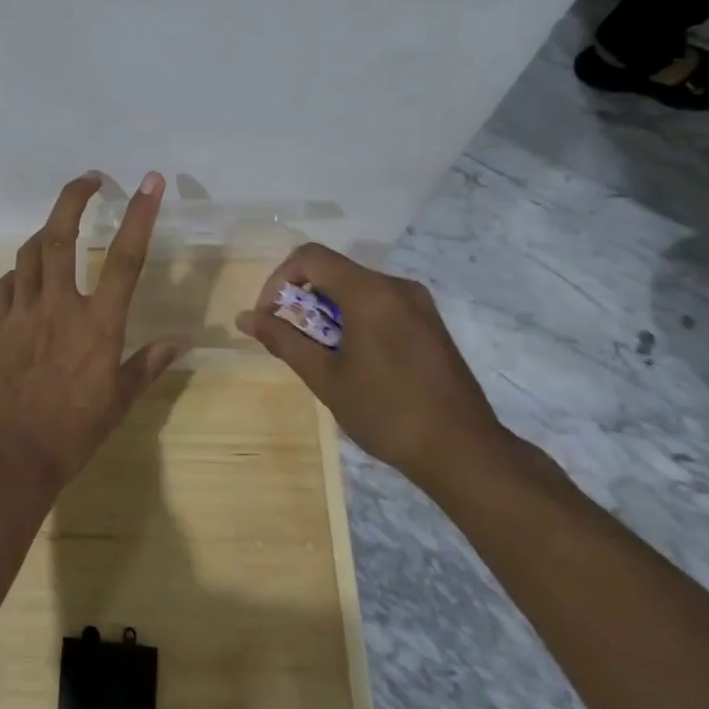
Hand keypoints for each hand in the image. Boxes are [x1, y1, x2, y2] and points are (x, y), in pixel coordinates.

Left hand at [0, 171, 189, 492]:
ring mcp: (22, 313)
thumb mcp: (120, 400)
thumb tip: (182, 341)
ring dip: (45, 230)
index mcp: (98, 323)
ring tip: (59, 224)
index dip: (140, 215)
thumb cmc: (75, 432)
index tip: (149, 182)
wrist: (13, 458)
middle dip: (74, 198)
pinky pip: (5, 285)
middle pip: (60, 237)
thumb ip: (149, 363)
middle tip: (90, 179)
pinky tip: (25, 275)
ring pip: (29, 253)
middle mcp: (59, 306)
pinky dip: (18, 272)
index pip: (125, 258)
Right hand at [236, 244, 511, 491]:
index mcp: (370, 292)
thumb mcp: (325, 377)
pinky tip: (353, 358)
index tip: (270, 317)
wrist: (463, 451)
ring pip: (356, 287)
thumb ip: (283, 340)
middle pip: (334, 270)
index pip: (310, 257)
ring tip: (321, 353)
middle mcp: (396, 286)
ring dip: (327, 310)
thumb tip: (245, 318)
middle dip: (303, 298)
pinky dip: (354, 317)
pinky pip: (379, 303)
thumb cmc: (386, 412)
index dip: (279, 280)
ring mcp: (418, 303)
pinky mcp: (429, 322)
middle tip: (293, 339)